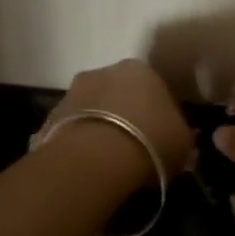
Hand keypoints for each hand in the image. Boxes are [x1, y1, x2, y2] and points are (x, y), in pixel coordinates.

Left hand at [40, 59, 194, 181]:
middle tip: (135, 147)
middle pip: (120, 94)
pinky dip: (81, 142)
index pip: (155, 89)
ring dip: (101, 127)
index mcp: (142, 70)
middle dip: (126, 116)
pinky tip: (89, 165)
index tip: (161, 138)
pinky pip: (74, 128)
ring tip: (109, 161)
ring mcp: (73, 91)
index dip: (159, 115)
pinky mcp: (51, 115)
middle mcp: (105, 71)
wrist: (95, 157)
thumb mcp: (183, 144)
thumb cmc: (150, 141)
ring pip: (94, 109)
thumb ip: (182, 136)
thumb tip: (179, 140)